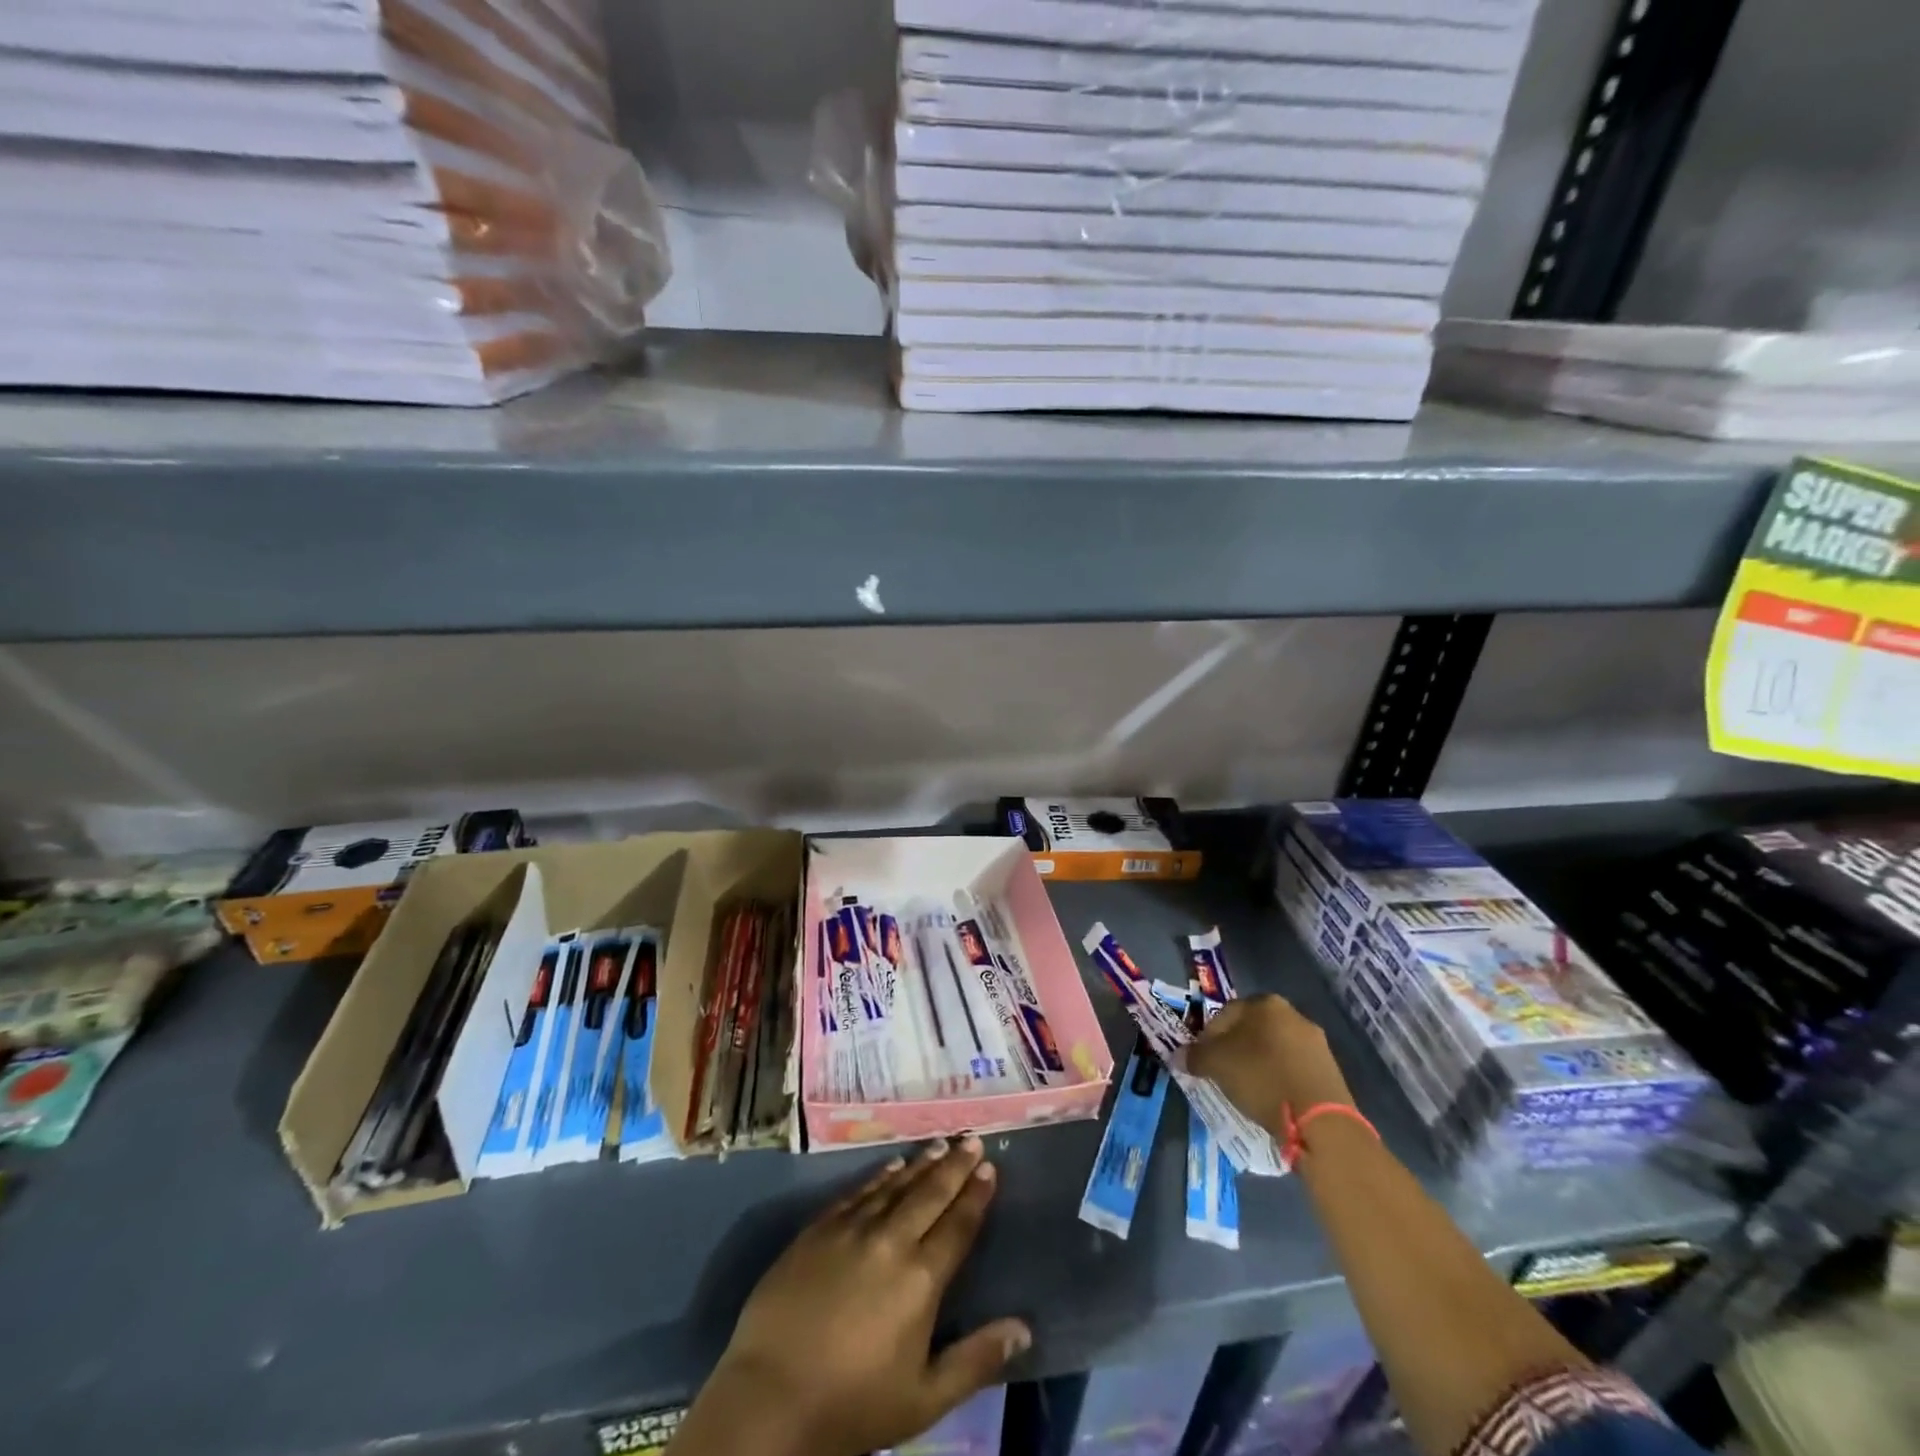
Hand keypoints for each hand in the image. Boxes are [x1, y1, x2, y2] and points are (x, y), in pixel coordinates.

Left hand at [702, 1137, 1029, 1455]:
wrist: (770, 1397)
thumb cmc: (853, 1405)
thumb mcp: (924, 1399)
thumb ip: (976, 1360)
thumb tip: (1024, 1329)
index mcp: (921, 1279)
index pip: (957, 1225)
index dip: (976, 1195)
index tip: (989, 1167)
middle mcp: (891, 1241)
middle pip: (930, 1193)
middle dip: (955, 1165)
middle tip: (972, 1139)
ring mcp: (851, 1229)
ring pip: (895, 1185)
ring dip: (921, 1164)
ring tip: (940, 1144)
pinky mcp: (818, 1229)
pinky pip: (857, 1192)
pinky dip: (879, 1176)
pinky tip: (891, 1166)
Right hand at [1179, 995, 1353, 1133]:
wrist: (1320, 1120)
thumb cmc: (1261, 1078)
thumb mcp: (1216, 1065)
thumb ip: (1194, 1056)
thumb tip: (1180, 1056)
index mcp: (1264, 1003)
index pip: (1224, 1014)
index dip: (1208, 1038)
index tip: (1203, 1061)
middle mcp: (1292, 1014)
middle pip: (1251, 1030)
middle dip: (1235, 1049)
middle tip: (1223, 1074)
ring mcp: (1316, 1042)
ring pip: (1274, 1049)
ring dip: (1259, 1064)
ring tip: (1248, 1090)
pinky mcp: (1330, 1070)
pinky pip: (1293, 1069)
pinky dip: (1279, 1079)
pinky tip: (1272, 1099)